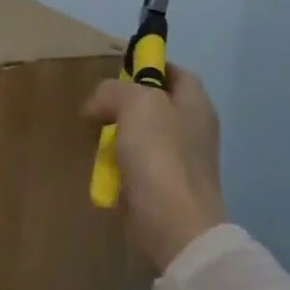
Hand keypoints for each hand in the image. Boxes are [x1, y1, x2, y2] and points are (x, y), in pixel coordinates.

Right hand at [83, 63, 227, 275]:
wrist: (173, 224)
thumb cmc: (160, 156)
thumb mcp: (136, 104)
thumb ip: (114, 91)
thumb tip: (97, 105)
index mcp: (195, 104)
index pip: (175, 72)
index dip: (149, 65)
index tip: (118, 70)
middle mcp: (193, 129)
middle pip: (155, 104)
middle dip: (124, 103)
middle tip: (97, 107)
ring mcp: (180, 161)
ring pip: (142, 135)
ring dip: (117, 135)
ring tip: (94, 138)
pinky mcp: (164, 187)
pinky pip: (137, 165)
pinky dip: (118, 164)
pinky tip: (103, 168)